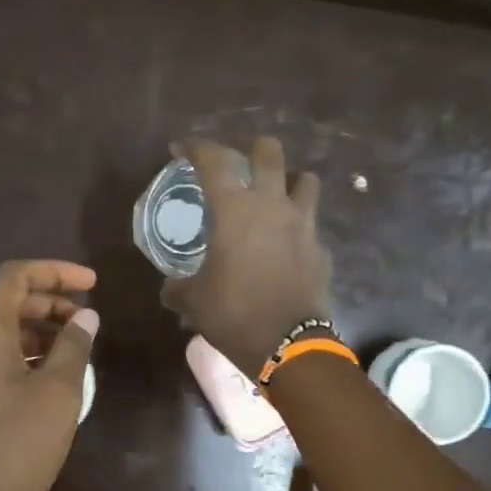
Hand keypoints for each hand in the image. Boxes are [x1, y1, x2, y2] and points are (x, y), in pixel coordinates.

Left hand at [0, 260, 99, 490]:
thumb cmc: (18, 444)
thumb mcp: (58, 391)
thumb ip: (74, 346)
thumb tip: (85, 316)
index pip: (15, 276)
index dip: (56, 271)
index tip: (93, 283)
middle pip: (6, 301)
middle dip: (49, 300)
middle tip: (87, 318)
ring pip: (0, 332)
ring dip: (38, 329)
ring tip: (76, 347)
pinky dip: (25, 353)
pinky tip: (52, 375)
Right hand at [160, 138, 331, 377]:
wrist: (287, 344)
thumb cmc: (232, 314)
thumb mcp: (192, 300)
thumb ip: (178, 286)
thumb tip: (170, 287)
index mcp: (234, 209)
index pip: (213, 160)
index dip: (195, 147)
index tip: (181, 148)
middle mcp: (272, 205)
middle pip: (268, 150)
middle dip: (248, 146)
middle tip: (235, 157)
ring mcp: (303, 224)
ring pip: (304, 179)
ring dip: (286, 178)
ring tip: (271, 193)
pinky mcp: (320, 248)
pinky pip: (310, 223)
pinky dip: (297, 224)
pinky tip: (284, 243)